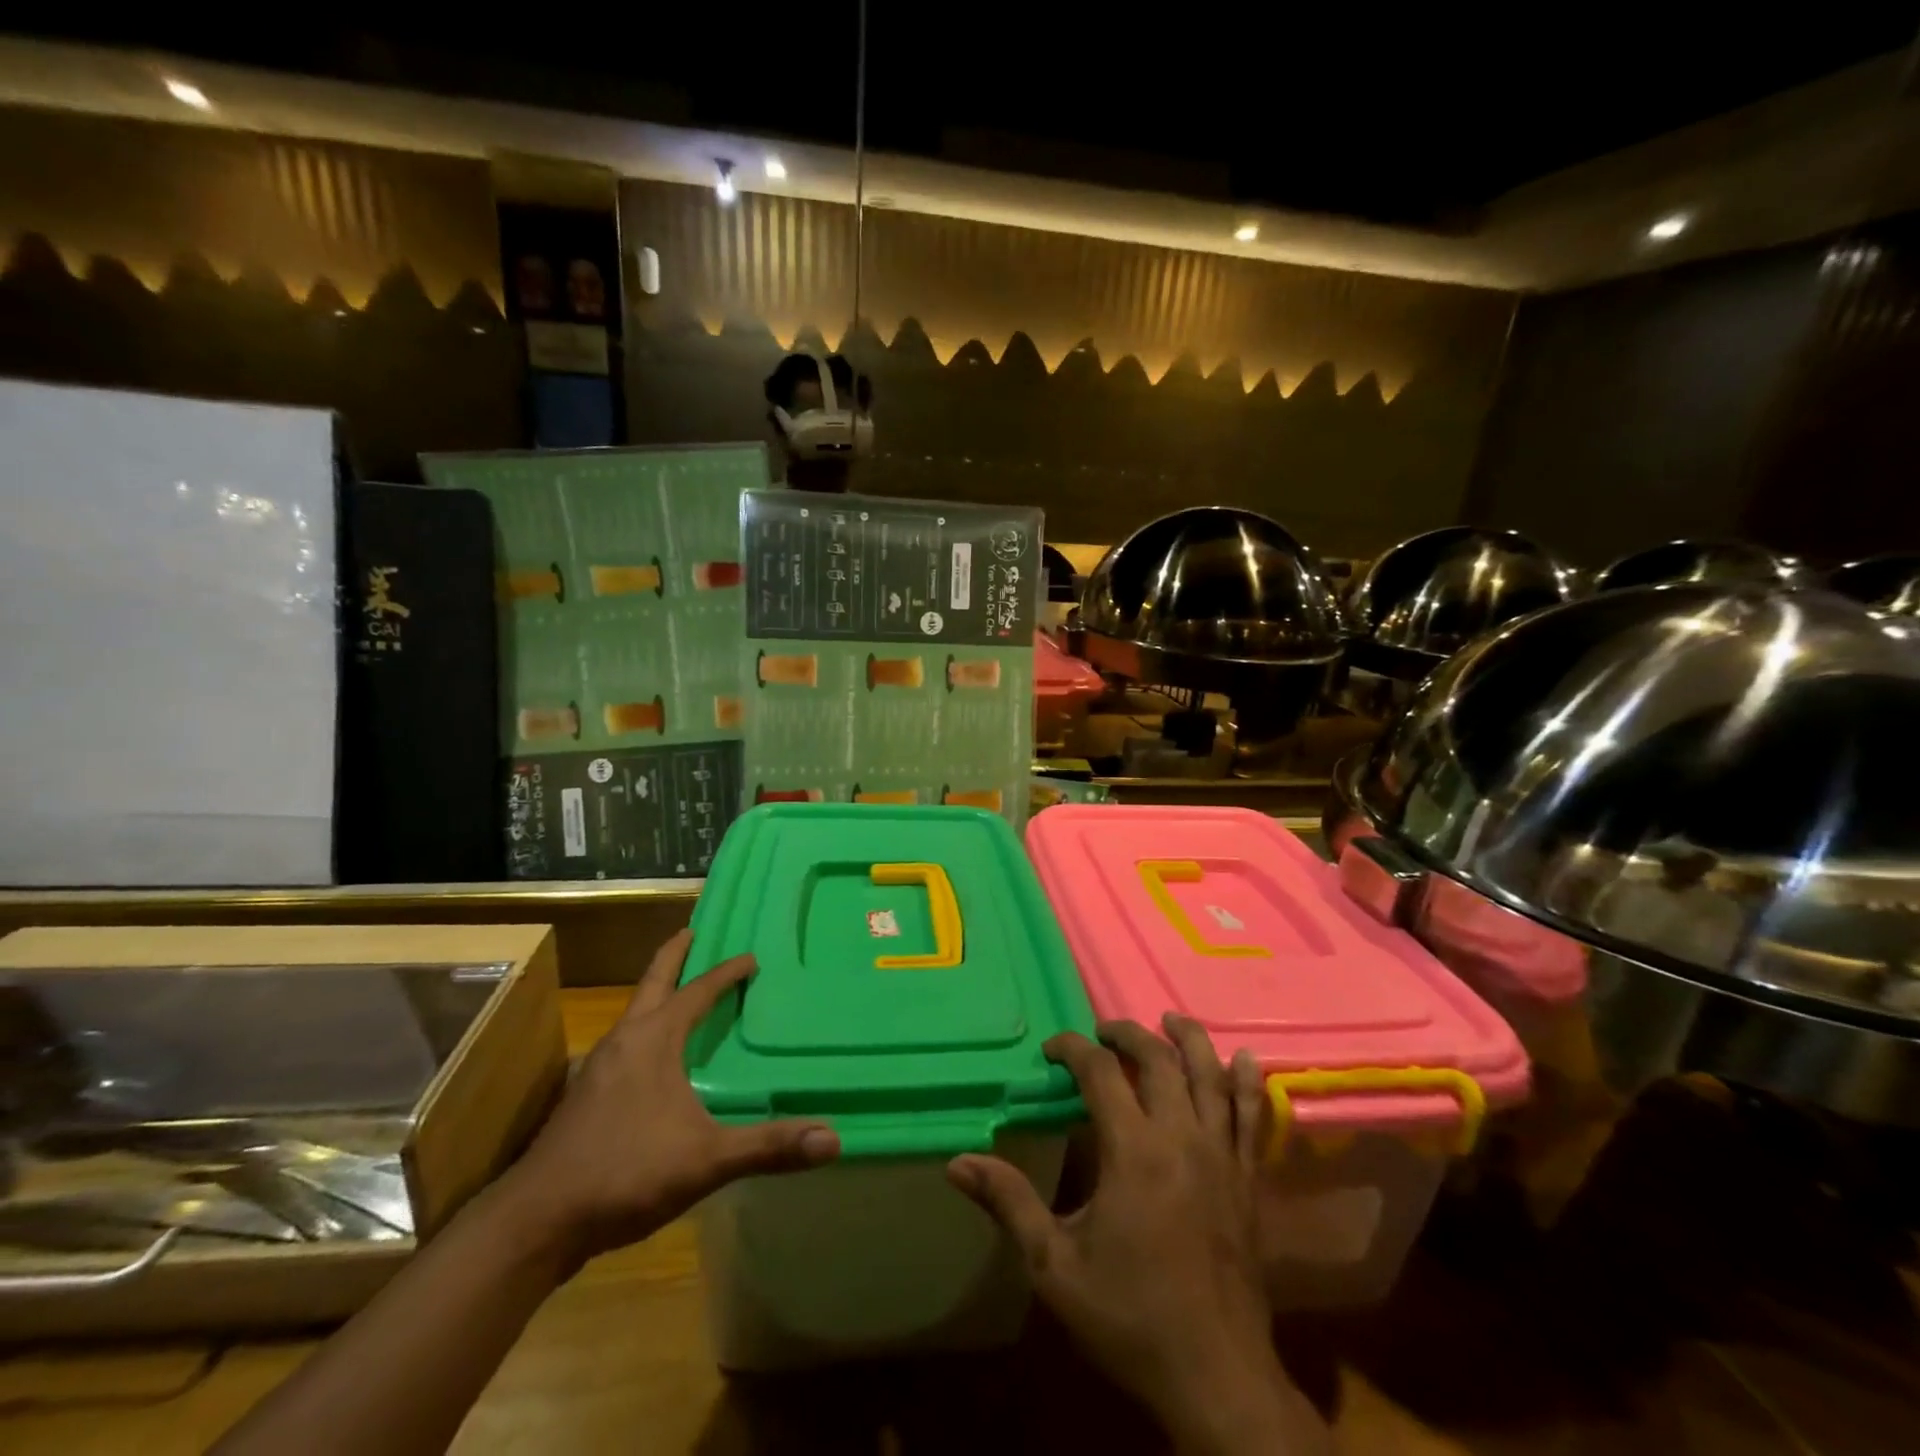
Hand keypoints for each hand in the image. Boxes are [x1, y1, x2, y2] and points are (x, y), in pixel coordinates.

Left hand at [500, 928, 839, 1269]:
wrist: (536, 1222)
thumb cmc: (625, 1173)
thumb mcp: (706, 1159)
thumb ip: (768, 1146)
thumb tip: (833, 1139)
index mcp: (653, 1040)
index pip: (697, 991)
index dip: (726, 973)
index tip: (751, 958)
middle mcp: (624, 1041)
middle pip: (652, 982)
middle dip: (674, 955)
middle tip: (692, 932)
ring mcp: (598, 1068)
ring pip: (634, 1013)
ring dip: (657, 993)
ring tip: (679, 991)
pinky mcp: (584, 1097)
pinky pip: (624, 1043)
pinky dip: (645, 1029)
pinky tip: (652, 1059)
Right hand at [949, 1016, 1323, 1453]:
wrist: (1218, 1378)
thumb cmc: (1131, 1317)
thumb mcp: (1055, 1266)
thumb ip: (1009, 1203)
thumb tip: (958, 1162)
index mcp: (1133, 1150)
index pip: (1101, 1072)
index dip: (1072, 1049)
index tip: (1052, 1051)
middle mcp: (1181, 1137)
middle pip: (1158, 1060)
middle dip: (1126, 1034)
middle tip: (1102, 1032)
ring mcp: (1222, 1156)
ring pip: (1209, 1076)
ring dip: (1189, 1040)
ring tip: (1169, 1019)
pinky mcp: (1248, 1179)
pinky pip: (1251, 1116)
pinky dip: (1246, 1082)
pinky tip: (1243, 1059)